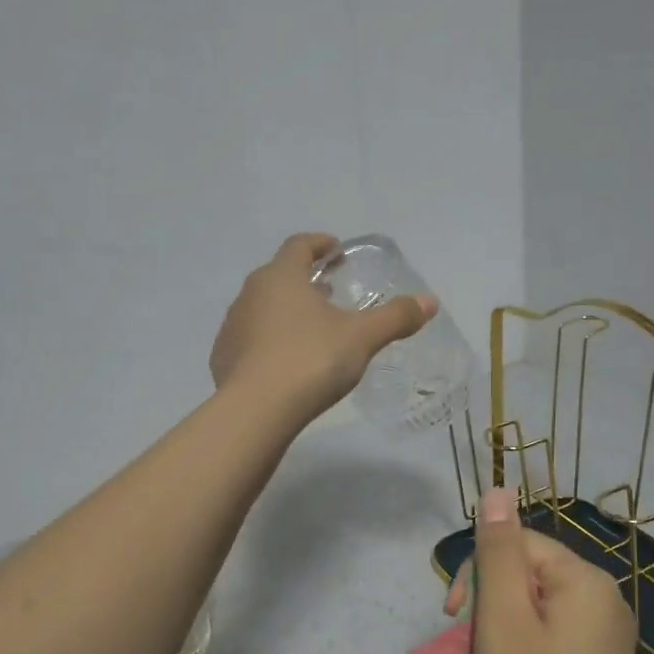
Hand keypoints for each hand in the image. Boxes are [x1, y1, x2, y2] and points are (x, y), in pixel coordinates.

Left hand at [210, 233, 434, 422]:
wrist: (255, 410)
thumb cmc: (311, 360)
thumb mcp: (361, 338)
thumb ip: (395, 318)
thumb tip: (430, 302)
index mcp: (282, 276)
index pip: (299, 245)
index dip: (320, 244)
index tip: (336, 250)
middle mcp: (251, 293)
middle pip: (279, 275)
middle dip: (304, 279)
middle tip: (329, 290)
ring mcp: (233, 325)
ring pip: (262, 307)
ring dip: (285, 310)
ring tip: (310, 327)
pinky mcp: (223, 357)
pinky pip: (250, 338)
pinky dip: (269, 340)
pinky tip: (285, 361)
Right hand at [467, 487, 639, 653]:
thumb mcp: (503, 618)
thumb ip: (498, 551)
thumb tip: (497, 490)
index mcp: (586, 580)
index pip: (518, 545)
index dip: (477, 573)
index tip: (451, 615)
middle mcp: (607, 599)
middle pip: (529, 575)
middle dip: (489, 602)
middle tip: (467, 646)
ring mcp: (608, 636)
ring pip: (536, 607)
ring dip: (501, 627)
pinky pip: (553, 635)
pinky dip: (523, 647)